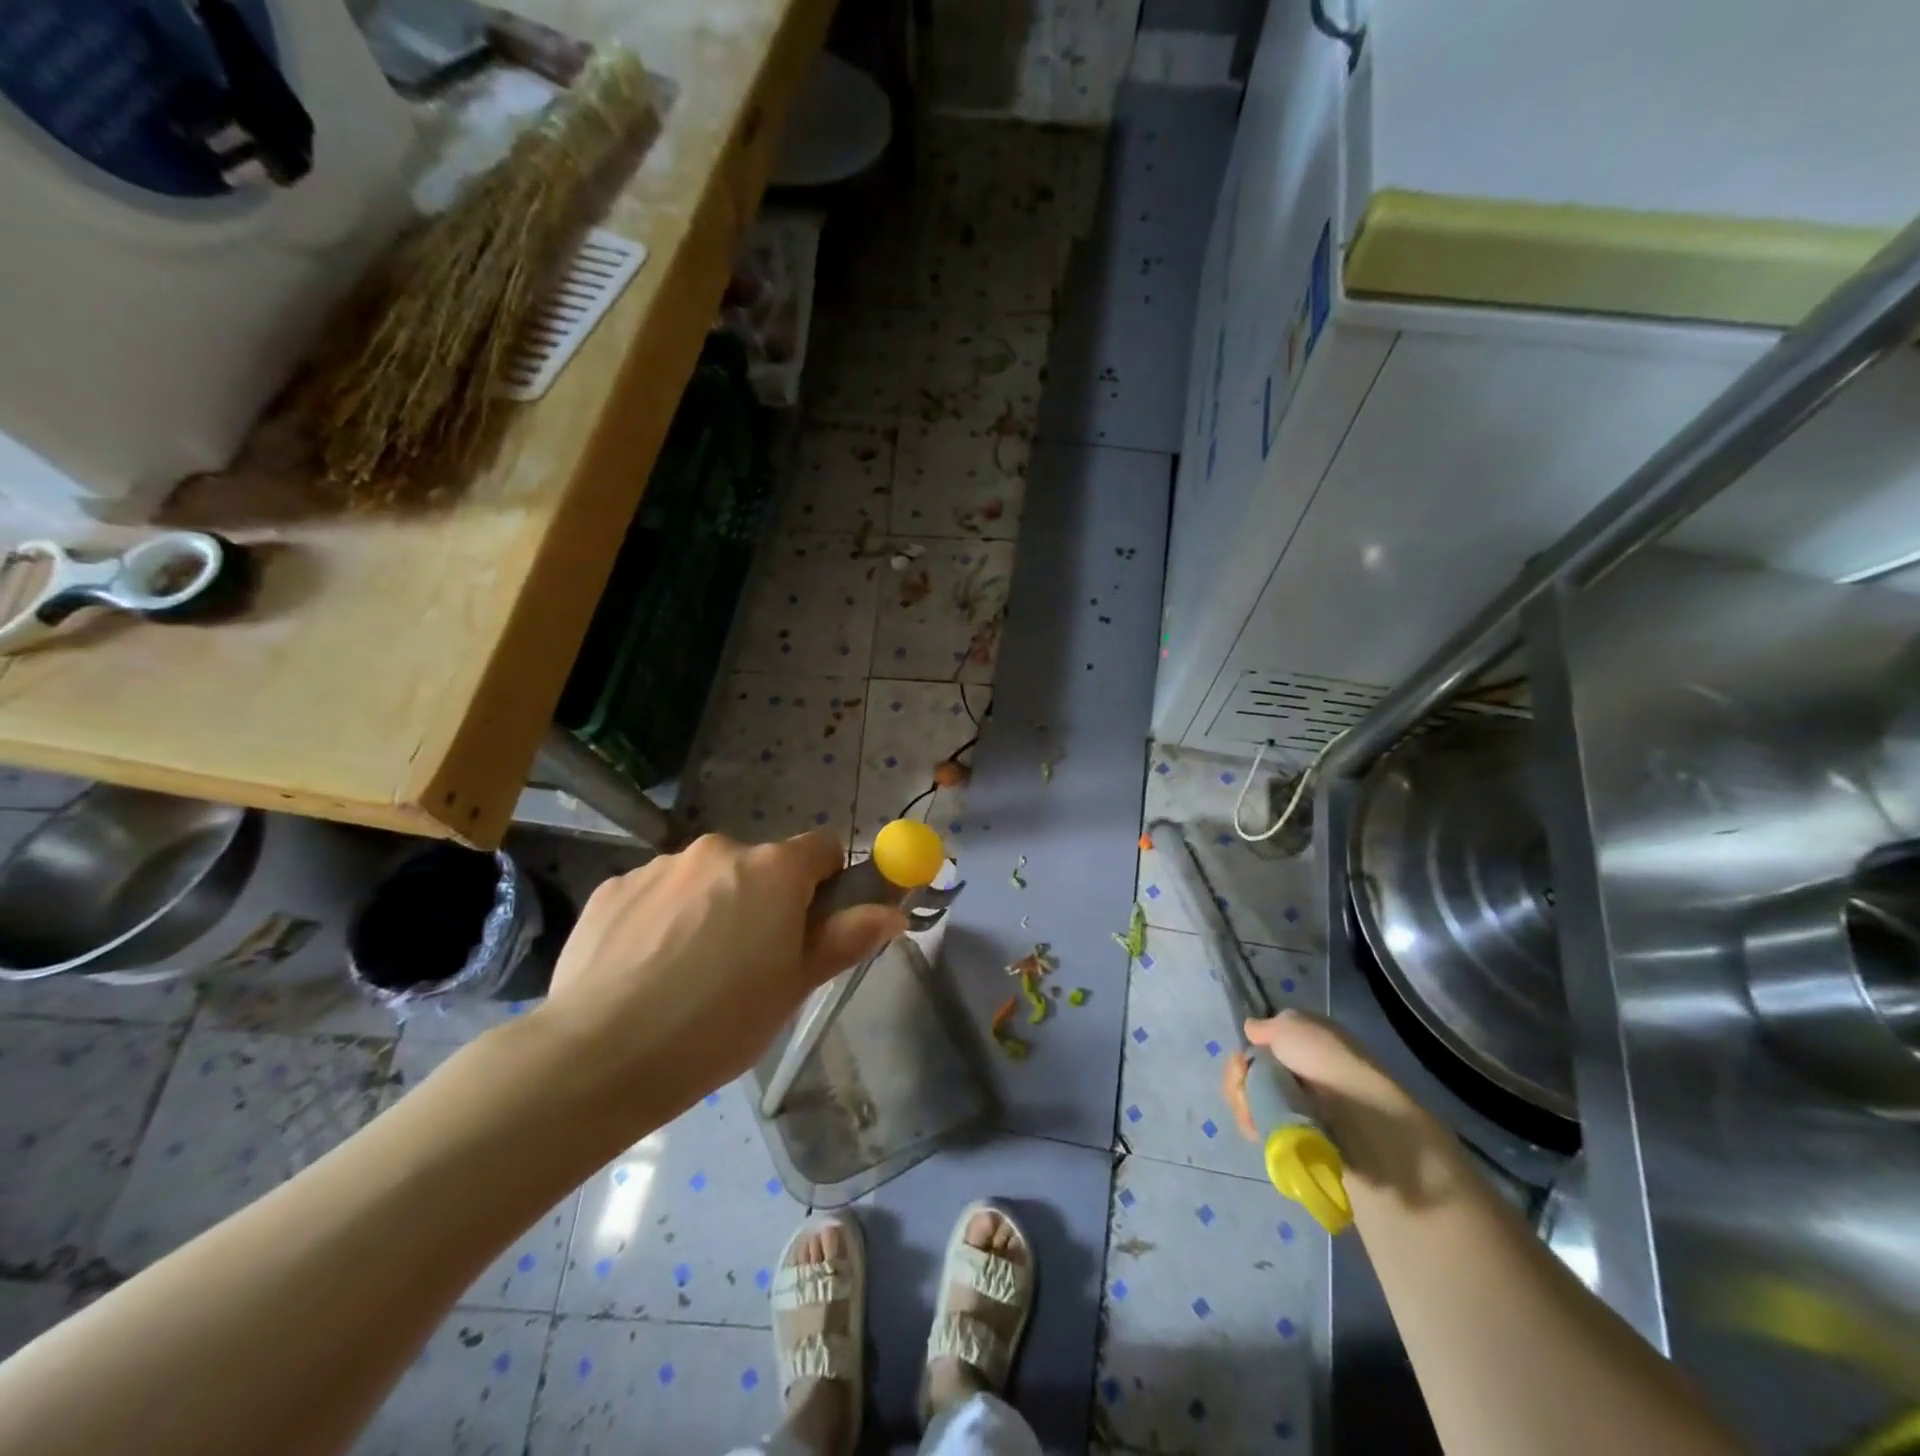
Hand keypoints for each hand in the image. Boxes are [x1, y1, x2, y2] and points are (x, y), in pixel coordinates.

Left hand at [535, 832, 906, 1109]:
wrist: (599, 1055)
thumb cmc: (719, 1023)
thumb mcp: (795, 986)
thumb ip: (848, 938)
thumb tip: (893, 912)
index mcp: (772, 869)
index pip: (823, 847)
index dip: (827, 883)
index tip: (813, 925)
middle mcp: (718, 849)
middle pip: (760, 864)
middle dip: (764, 900)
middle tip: (750, 962)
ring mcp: (660, 865)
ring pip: (706, 878)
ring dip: (711, 907)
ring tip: (688, 973)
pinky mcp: (613, 887)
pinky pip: (657, 893)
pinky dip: (662, 919)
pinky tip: (645, 970)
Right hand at [1228, 1010, 1474, 1211]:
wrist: (1365, 1127)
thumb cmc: (1329, 1065)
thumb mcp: (1292, 1026)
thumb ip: (1266, 1026)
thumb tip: (1252, 1031)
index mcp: (1306, 1042)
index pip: (1261, 1043)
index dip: (1247, 1050)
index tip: (1244, 1059)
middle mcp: (1302, 1072)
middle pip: (1250, 1072)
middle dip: (1239, 1078)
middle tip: (1244, 1083)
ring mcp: (1298, 1107)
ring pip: (1250, 1099)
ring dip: (1243, 1102)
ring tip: (1252, 1113)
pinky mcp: (1296, 1139)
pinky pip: (1259, 1126)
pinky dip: (1252, 1124)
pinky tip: (1256, 1128)